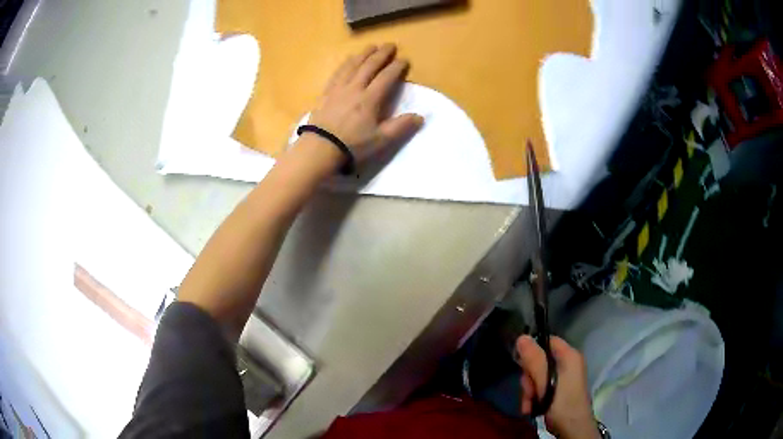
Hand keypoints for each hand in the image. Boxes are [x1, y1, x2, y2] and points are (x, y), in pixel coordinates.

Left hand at [305, 43, 423, 169]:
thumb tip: (421, 116)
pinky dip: (345, 63)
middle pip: (369, 66)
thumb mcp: (380, 140)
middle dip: (381, 54)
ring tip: (371, 46)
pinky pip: (337, 72)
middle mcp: (354, 88)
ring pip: (352, 65)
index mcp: (369, 99)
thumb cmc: (352, 145)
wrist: (320, 148)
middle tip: (390, 45)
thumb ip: (400, 127)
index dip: (396, 67)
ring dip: (363, 54)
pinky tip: (348, 59)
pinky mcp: (326, 92)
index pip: (386, 77)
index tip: (404, 60)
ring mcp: (338, 89)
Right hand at [516, 335, 599, 438]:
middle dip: (529, 379)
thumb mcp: (545, 382)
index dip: (533, 350)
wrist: (573, 429)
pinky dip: (534, 398)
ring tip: (530, 405)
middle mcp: (568, 364)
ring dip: (529, 392)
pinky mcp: (559, 391)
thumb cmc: (562, 403)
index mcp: (569, 356)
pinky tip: (531, 409)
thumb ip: (534, 361)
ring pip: (538, 377)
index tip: (521, 364)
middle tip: (529, 392)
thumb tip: (522, 337)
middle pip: (540, 362)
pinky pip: (541, 388)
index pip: (548, 341)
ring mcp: (564, 379)